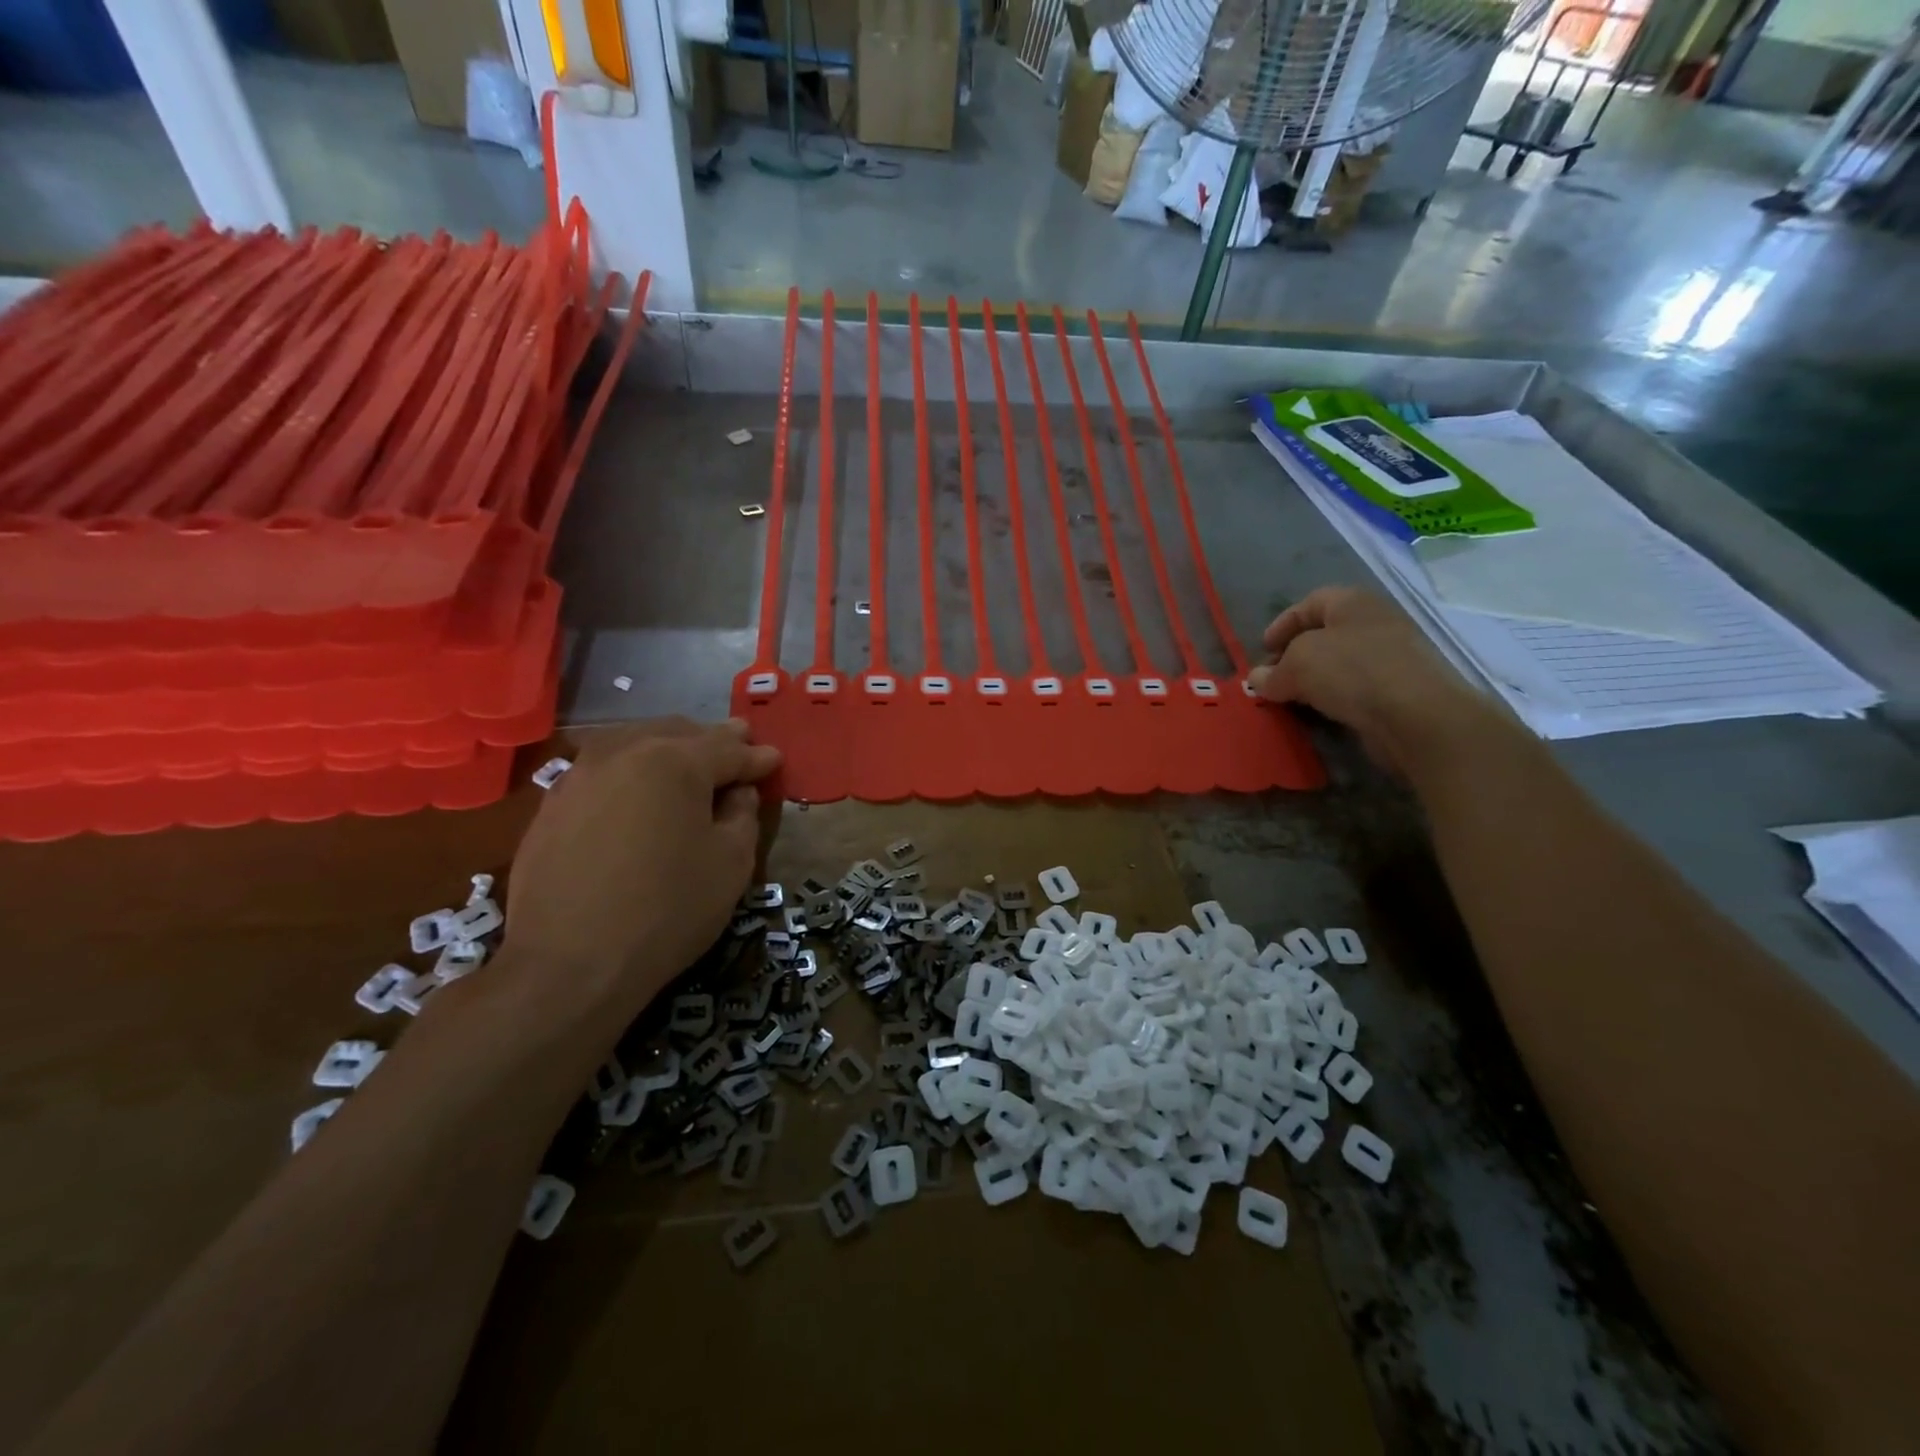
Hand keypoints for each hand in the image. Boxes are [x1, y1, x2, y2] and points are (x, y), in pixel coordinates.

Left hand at [504, 719, 780, 1018]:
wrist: (568, 964)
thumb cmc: (668, 909)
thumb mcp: (731, 863)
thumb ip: (743, 815)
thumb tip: (737, 792)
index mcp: (675, 761)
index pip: (727, 749)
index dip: (756, 756)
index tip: (775, 759)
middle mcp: (624, 753)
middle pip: (679, 734)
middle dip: (714, 741)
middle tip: (739, 747)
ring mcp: (579, 776)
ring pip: (635, 743)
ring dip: (669, 748)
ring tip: (690, 761)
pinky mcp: (552, 805)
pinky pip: (604, 771)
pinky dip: (632, 771)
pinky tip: (639, 790)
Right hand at [1249, 587, 1501, 776]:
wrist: (1416, 714)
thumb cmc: (1351, 670)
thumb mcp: (1297, 664)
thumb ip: (1272, 672)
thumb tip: (1257, 679)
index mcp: (1352, 602)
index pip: (1309, 604)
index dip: (1282, 624)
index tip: (1262, 650)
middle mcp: (1375, 622)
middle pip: (1325, 633)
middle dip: (1294, 655)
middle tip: (1273, 678)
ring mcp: (1393, 655)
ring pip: (1341, 663)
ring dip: (1314, 679)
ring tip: (1292, 699)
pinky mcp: (1401, 688)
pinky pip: (1357, 687)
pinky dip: (1335, 697)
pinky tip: (1321, 712)